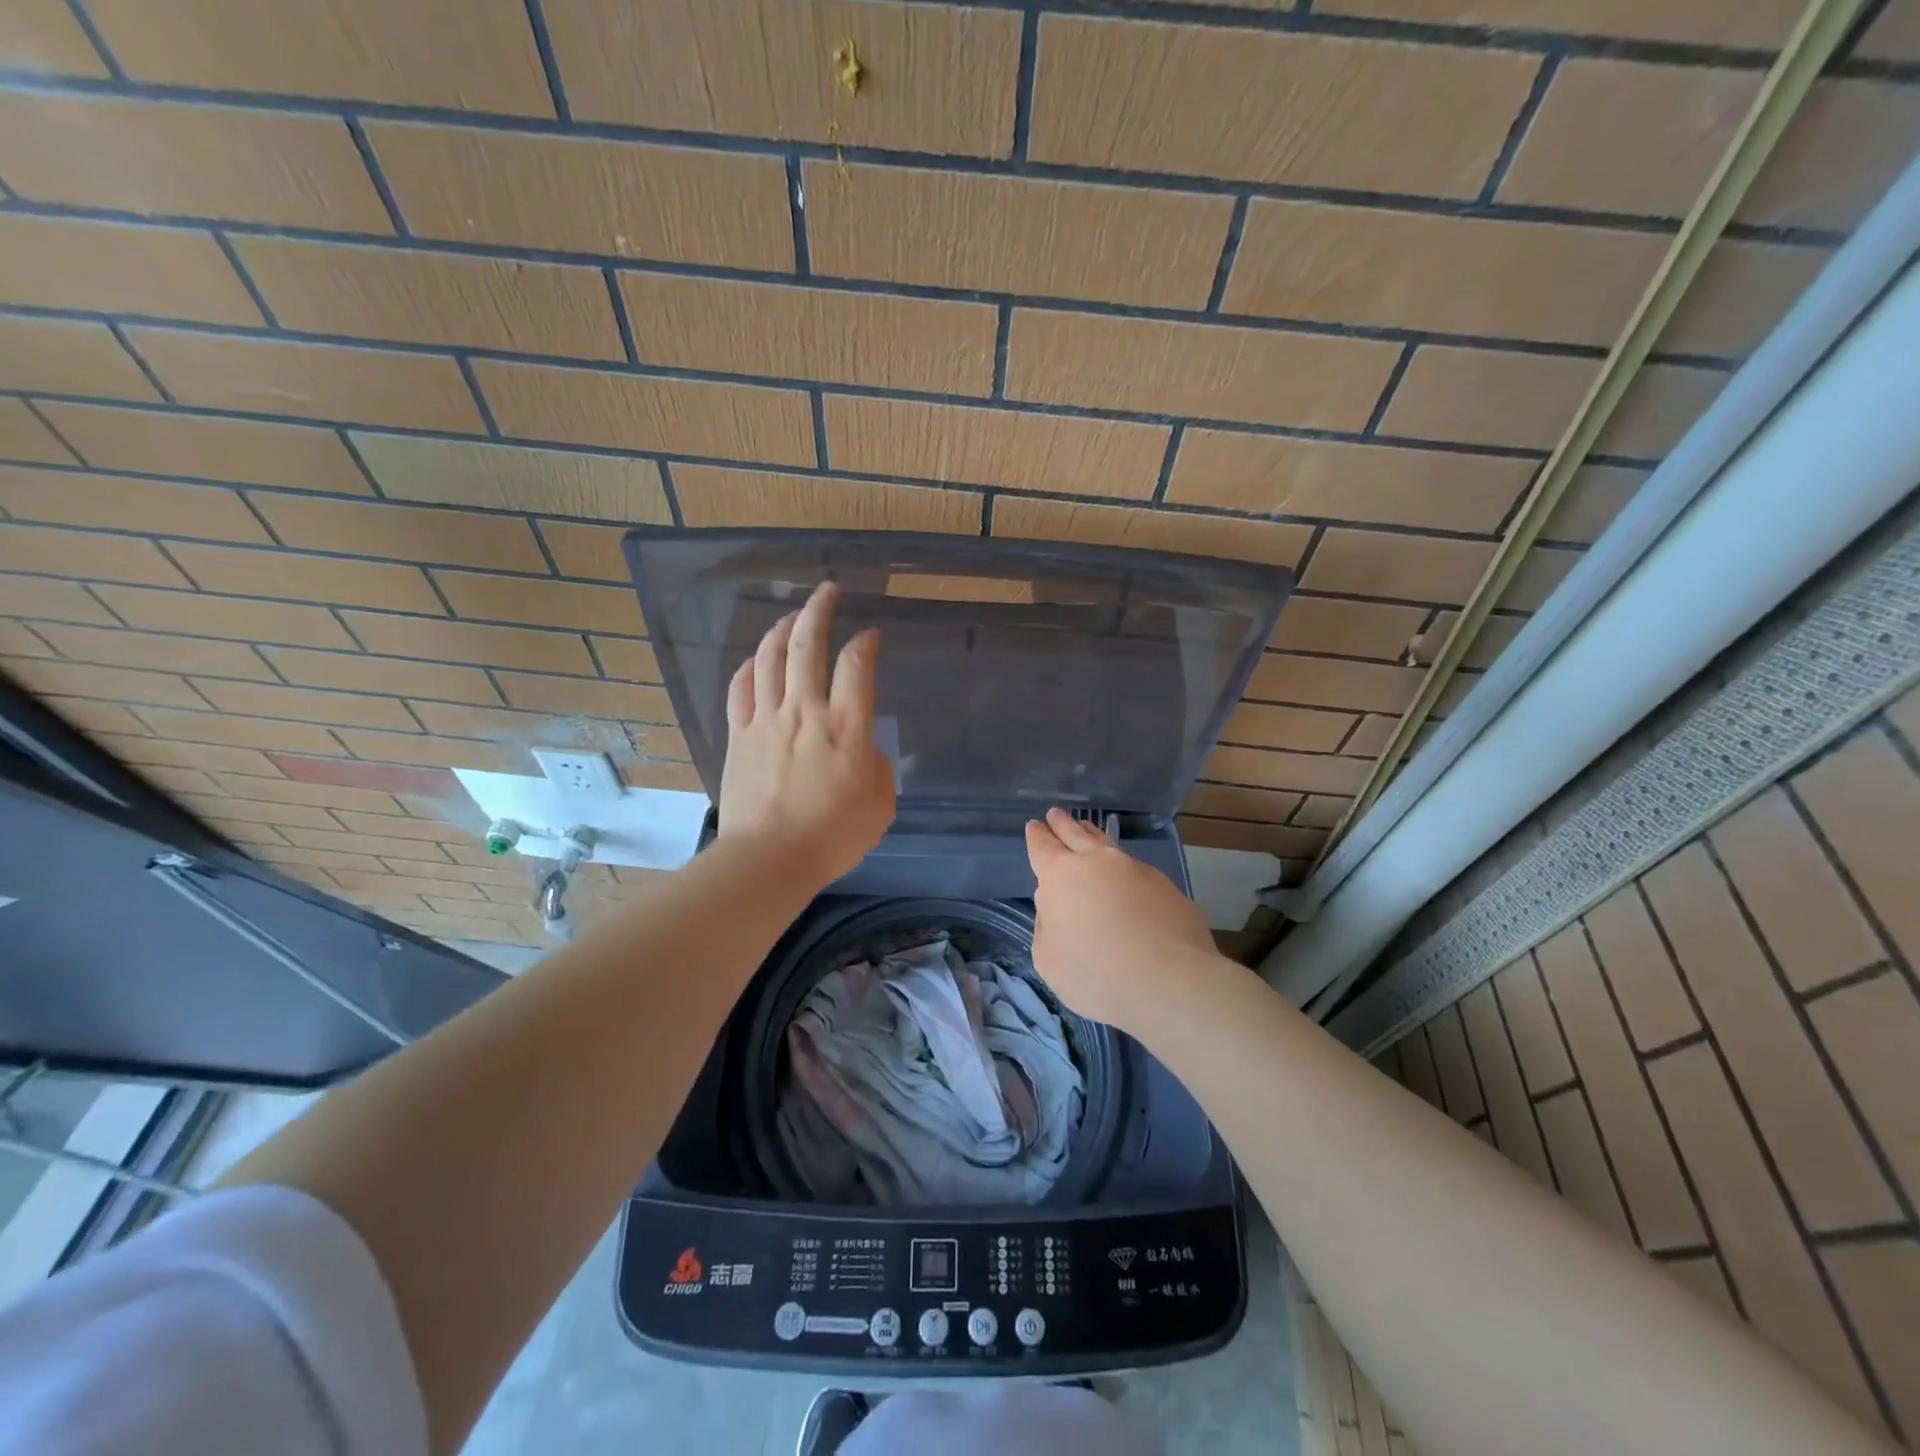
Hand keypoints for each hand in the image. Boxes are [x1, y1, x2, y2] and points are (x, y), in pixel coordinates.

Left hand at [717, 581, 895, 885]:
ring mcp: (767, 719)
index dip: (865, 642)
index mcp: (847, 727)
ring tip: (792, 616)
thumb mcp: (880, 807)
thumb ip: (879, 771)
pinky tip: (756, 659)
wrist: (769, 859)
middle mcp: (806, 711)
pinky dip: (750, 666)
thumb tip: (866, 754)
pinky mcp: (739, 735)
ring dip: (782, 629)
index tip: (870, 634)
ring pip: (770, 658)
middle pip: (807, 645)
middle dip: (819, 610)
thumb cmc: (833, 836)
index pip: (857, 665)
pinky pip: (741, 687)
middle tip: (827, 590)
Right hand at [1024, 807, 1220, 1031]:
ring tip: (1086, 828)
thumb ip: (1046, 926)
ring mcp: (1135, 870)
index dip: (1037, 836)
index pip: (1043, 848)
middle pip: (1076, 835)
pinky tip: (1123, 874)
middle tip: (1055, 814)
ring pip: (1108, 845)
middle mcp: (1098, 862)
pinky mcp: (1165, 886)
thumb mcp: (1049, 960)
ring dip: (1093, 835)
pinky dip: (1122, 866)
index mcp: (1061, 876)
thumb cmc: (1096, 974)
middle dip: (1063, 825)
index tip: (1034, 825)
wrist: (1170, 981)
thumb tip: (1054, 904)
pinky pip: (1135, 868)